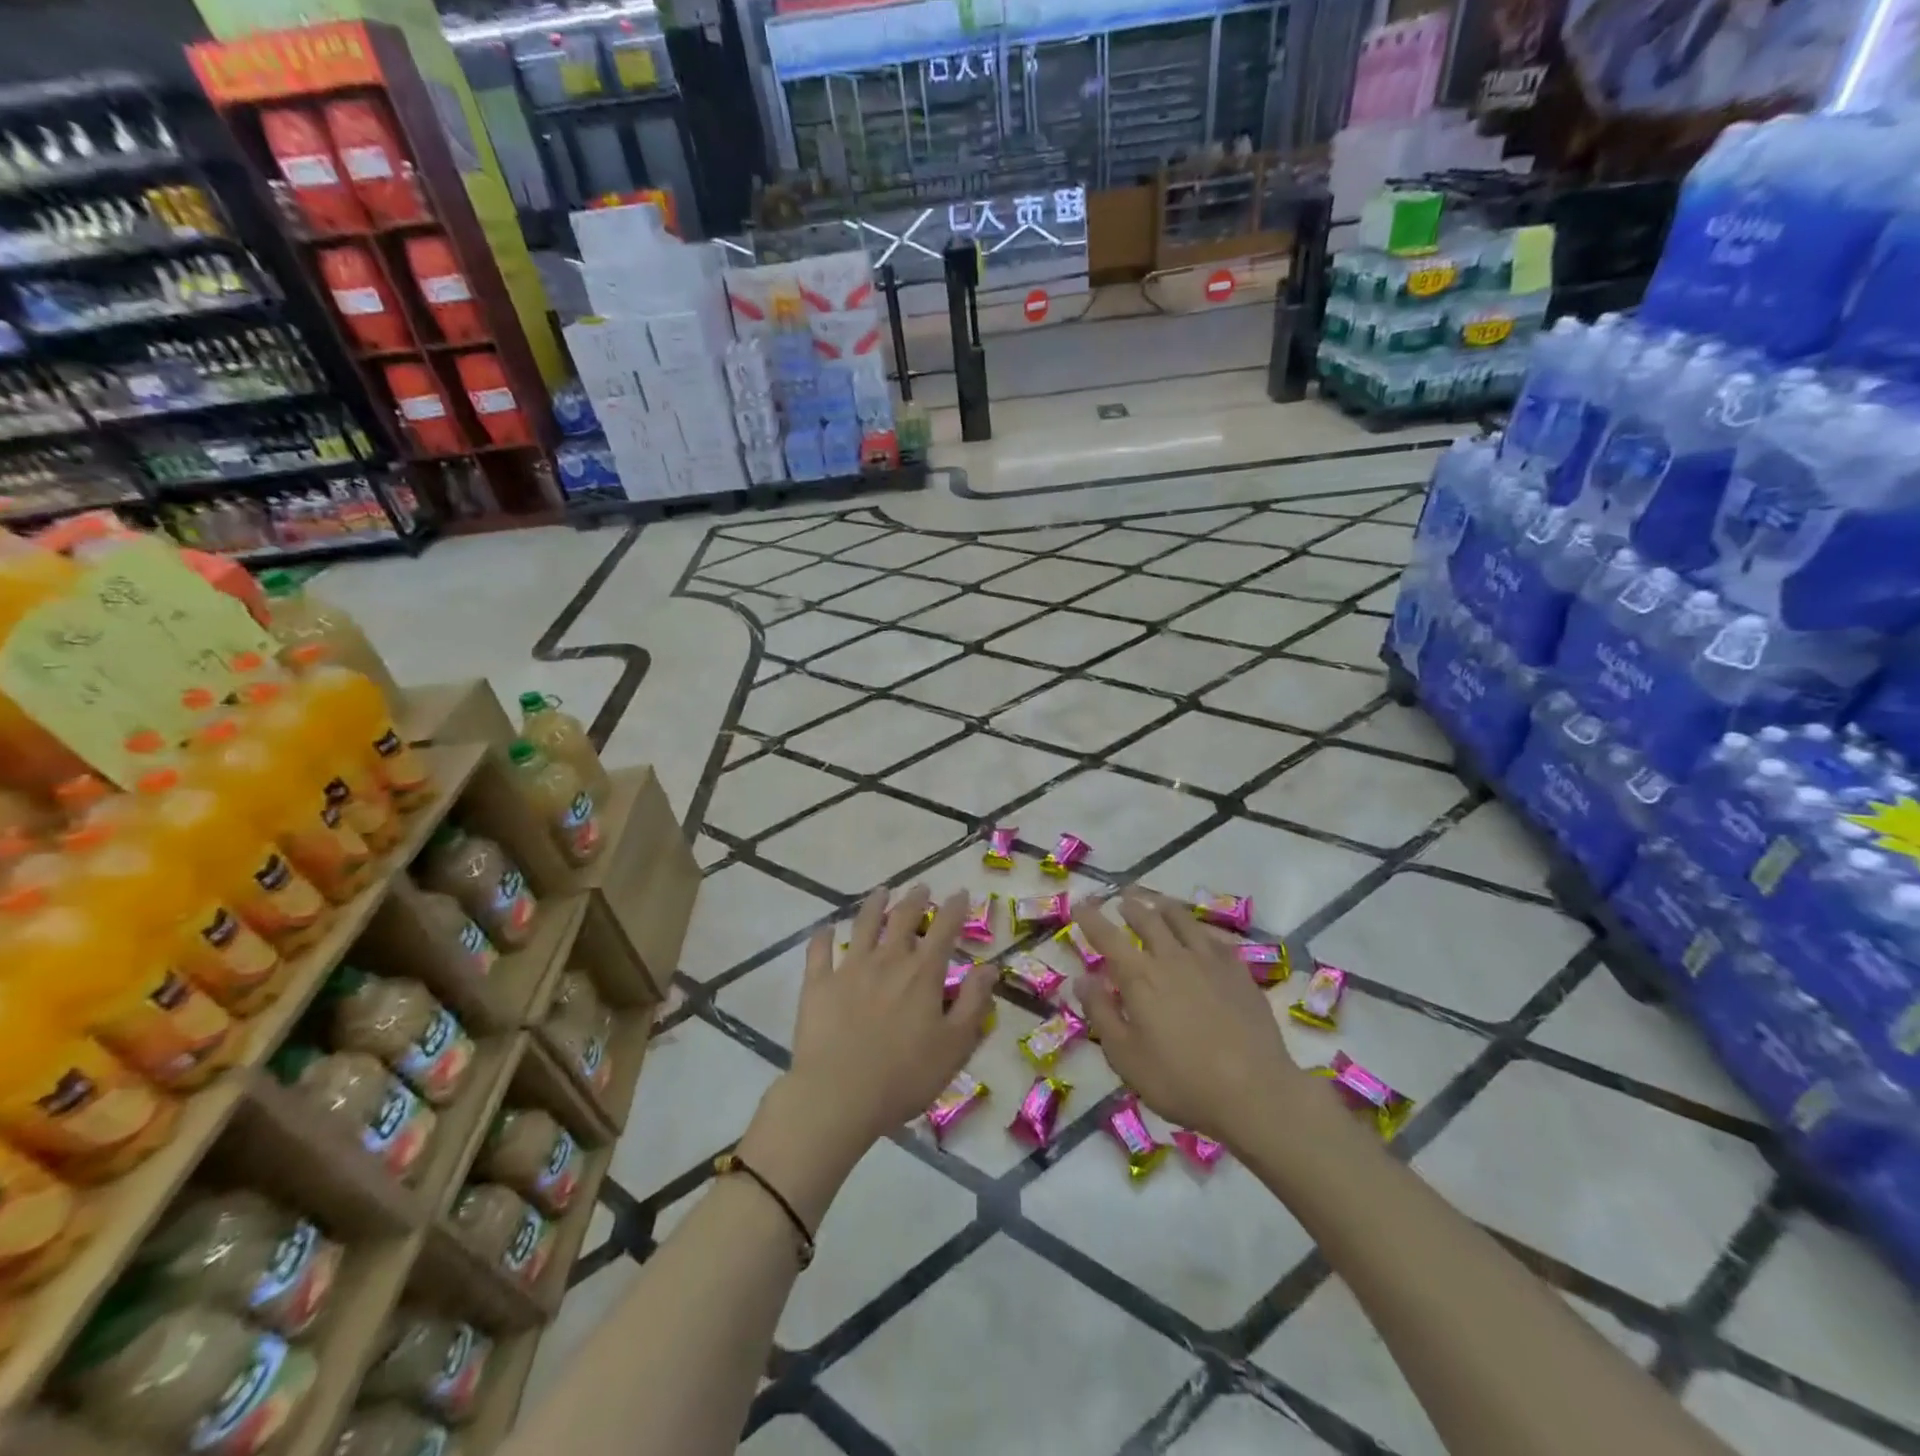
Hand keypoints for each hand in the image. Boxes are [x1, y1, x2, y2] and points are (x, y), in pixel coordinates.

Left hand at [783, 883, 996, 1149]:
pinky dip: (823, 936)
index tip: (961, 892)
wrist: (839, 1095)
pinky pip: (819, 951)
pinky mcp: (818, 983)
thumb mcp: (954, 1045)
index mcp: (923, 973)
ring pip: (863, 925)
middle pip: (903, 919)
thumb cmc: (905, 1076)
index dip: (955, 908)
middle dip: (915, 899)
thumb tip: (989, 968)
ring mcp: (850, 968)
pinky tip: (826, 927)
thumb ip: (973, 1003)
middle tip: (921, 887)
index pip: (944, 929)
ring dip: (874, 905)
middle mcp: (888, 960)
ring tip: (881, 892)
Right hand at [1072, 891, 1301, 1146]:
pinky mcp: (1239, 971)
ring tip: (1158, 903)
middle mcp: (1172, 957)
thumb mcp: (1125, 1056)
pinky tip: (1201, 934)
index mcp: (1139, 976)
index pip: (1108, 937)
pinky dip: (1200, 929)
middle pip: (1147, 919)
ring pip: (1183, 920)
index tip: (1080, 905)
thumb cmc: (1180, 1080)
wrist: (1255, 1092)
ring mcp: (1209, 961)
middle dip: (1130, 906)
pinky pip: (1215, 938)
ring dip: (1164, 907)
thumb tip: (1081, 979)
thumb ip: (1101, 1013)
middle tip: (1122, 900)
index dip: (1091, 918)